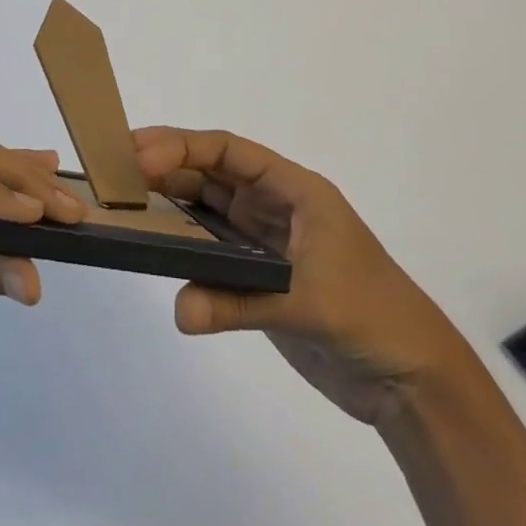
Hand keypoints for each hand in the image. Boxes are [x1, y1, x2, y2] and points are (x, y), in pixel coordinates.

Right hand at [134, 127, 469, 426]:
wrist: (410, 377)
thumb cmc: (372, 316)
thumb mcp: (309, 302)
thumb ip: (240, 303)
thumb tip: (179, 311)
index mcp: (295, 189)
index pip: (230, 151)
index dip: (184, 147)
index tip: (140, 157)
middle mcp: (275, 205)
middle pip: (212, 173)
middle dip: (167, 166)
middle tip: (115, 170)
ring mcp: (265, 240)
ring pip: (208, 208)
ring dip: (170, 202)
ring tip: (124, 201)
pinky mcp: (258, 275)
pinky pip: (211, 249)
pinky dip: (183, 246)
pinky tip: (153, 246)